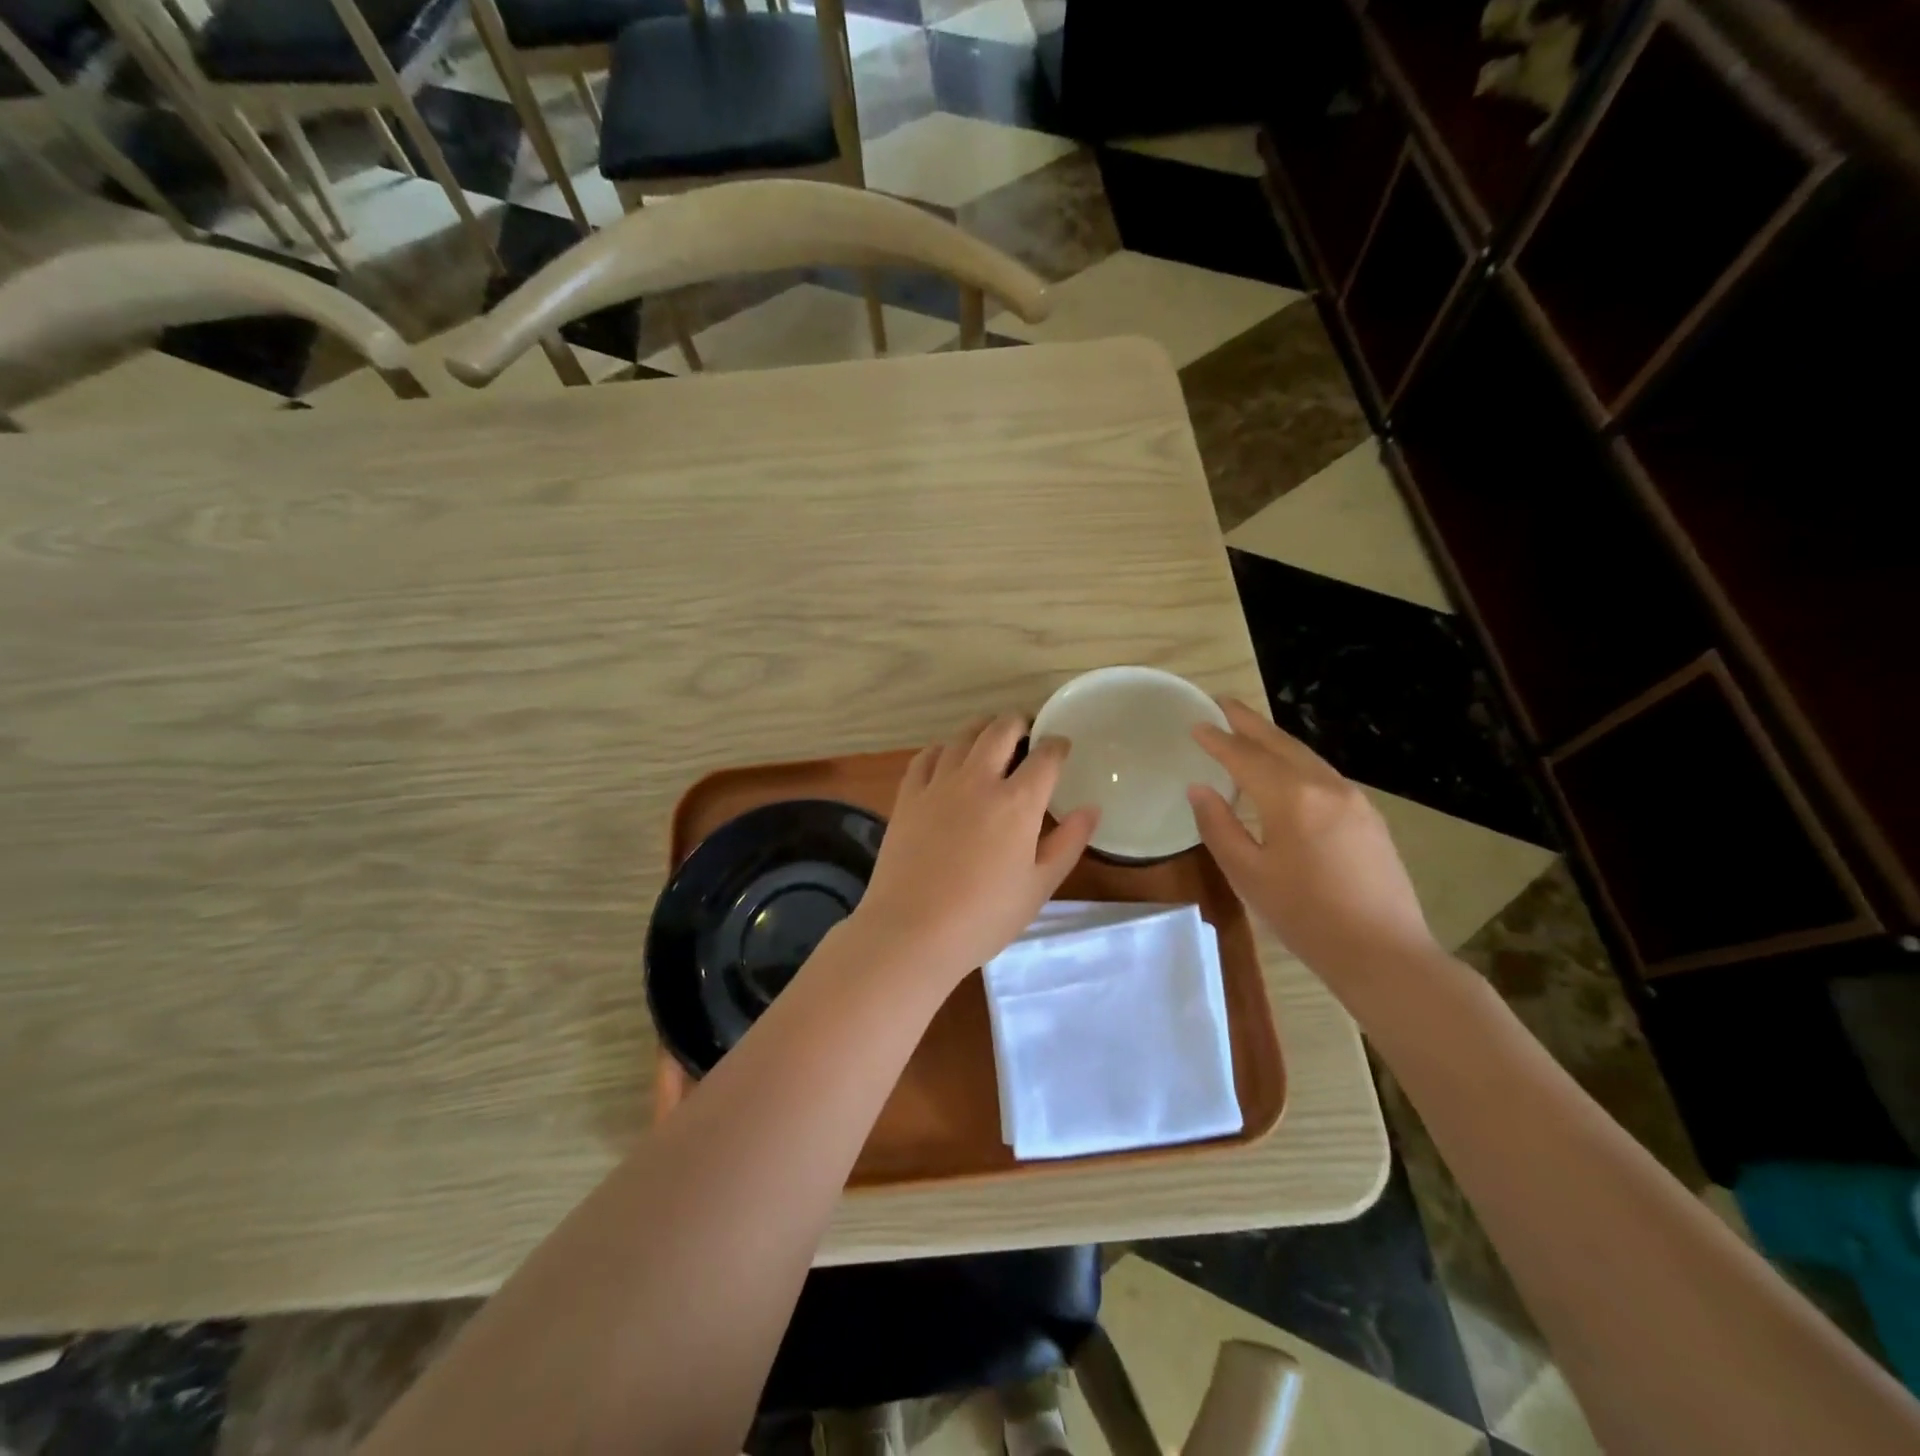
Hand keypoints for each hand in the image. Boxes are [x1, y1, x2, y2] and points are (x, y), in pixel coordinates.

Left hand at [851, 715, 1099, 984]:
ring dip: (982, 729)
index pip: (1045, 756)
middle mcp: (978, 780)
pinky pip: (925, 756)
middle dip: (1019, 722)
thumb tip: (1091, 808)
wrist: (911, 931)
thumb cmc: (984, 916)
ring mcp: (938, 785)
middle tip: (1027, 730)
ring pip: (962, 736)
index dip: (1057, 745)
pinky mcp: (907, 796)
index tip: (1061, 746)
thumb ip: (1068, 842)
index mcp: (1017, 802)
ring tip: (990, 737)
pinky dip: (942, 748)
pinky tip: (946, 757)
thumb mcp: (1038, 886)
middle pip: (1001, 729)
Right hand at [1187, 698, 1438, 983]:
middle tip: (1224, 702)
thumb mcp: (1248, 874)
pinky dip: (1296, 761)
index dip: (1218, 740)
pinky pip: (1323, 774)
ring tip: (1251, 729)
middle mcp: (1325, 786)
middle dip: (1250, 722)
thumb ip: (1219, 826)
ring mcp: (1353, 799)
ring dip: (1275, 739)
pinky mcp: (1368, 816)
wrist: (1384, 953)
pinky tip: (1287, 771)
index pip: (1245, 757)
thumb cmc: (1305, 917)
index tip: (1197, 724)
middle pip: (1280, 744)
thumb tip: (1199, 789)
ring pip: (1306, 756)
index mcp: (1291, 798)